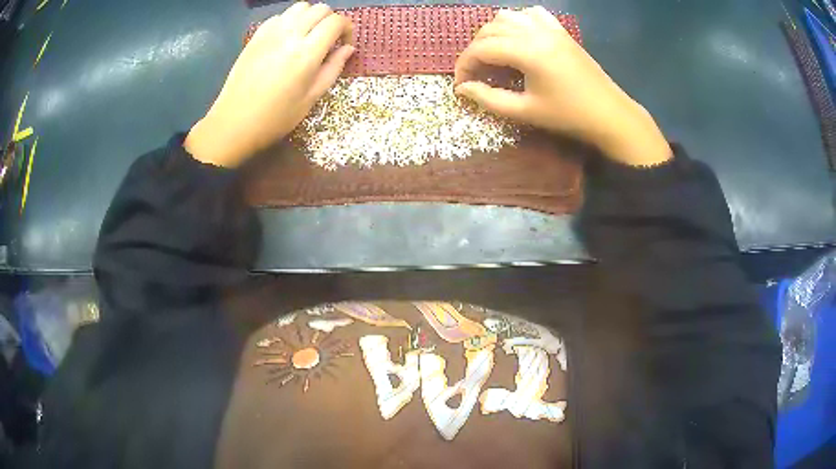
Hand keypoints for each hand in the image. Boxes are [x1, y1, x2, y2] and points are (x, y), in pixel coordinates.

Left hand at [185, 3, 353, 167]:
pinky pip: (280, 16)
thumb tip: (348, 48)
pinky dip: (290, 21)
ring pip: (300, 7)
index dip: (347, 28)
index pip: (335, 21)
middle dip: (331, 20)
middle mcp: (290, 35)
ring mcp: (270, 33)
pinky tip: (288, 39)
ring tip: (309, 36)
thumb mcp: (311, 98)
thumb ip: (333, 68)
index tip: (345, 43)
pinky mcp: (256, 37)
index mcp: (307, 53)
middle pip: (320, 9)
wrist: (233, 123)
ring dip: (311, 16)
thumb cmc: (275, 117)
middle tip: (329, 40)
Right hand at [455, 7, 670, 166]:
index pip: (481, 48)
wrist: (609, 114)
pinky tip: (519, 36)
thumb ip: (489, 99)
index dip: (464, 65)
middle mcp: (535, 31)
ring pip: (508, 16)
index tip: (461, 84)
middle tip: (476, 73)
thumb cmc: (569, 116)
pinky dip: (518, 21)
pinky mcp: (561, 31)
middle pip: (490, 29)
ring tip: (493, 54)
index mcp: (527, 51)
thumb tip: (462, 89)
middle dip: (475, 50)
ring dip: (493, 32)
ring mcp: (550, 28)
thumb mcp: (526, 111)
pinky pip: (532, 14)